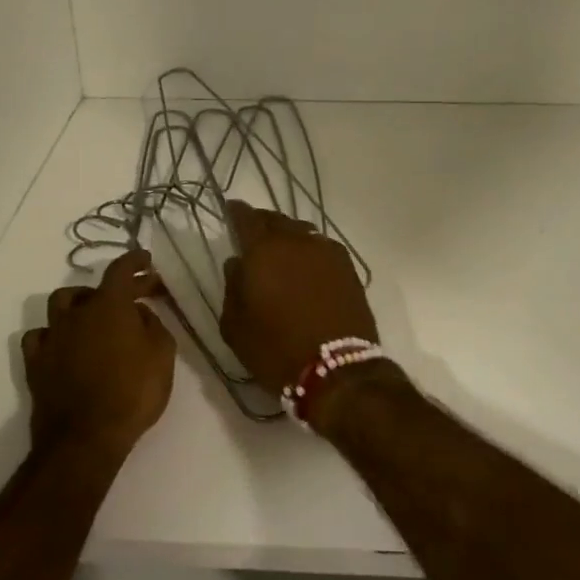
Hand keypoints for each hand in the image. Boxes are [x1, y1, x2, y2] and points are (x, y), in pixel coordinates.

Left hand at [22, 249, 175, 459]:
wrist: (85, 437)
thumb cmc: (133, 393)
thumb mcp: (162, 355)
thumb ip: (153, 325)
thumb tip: (139, 313)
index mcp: (109, 305)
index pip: (121, 269)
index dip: (134, 260)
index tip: (145, 259)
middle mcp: (76, 313)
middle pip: (93, 288)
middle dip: (115, 288)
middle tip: (134, 299)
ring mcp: (52, 337)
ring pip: (59, 304)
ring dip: (78, 304)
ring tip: (93, 315)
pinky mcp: (36, 363)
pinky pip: (39, 336)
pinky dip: (53, 334)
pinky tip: (63, 343)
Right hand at [220, 200, 379, 396]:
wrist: (337, 371)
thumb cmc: (276, 349)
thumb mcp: (235, 326)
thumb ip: (232, 287)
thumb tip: (237, 262)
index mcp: (263, 251)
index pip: (246, 218)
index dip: (236, 212)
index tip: (231, 209)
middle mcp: (296, 241)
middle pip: (276, 220)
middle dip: (263, 223)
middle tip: (254, 232)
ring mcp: (326, 252)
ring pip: (302, 231)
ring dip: (289, 236)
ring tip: (282, 250)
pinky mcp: (348, 267)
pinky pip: (322, 247)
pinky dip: (310, 250)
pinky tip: (307, 265)